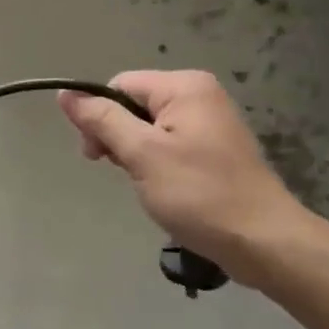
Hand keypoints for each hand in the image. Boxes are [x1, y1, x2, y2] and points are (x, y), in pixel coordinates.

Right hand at [57, 70, 303, 278]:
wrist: (263, 242)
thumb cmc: (199, 194)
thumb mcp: (141, 154)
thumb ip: (102, 120)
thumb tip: (66, 94)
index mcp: (184, 86)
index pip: (120, 85)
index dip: (100, 116)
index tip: (96, 156)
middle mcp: (200, 95)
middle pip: (134, 104)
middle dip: (118, 137)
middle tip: (124, 173)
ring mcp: (211, 123)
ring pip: (150, 128)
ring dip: (137, 155)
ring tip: (148, 185)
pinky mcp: (216, 150)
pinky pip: (170, 145)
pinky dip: (157, 164)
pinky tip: (163, 189)